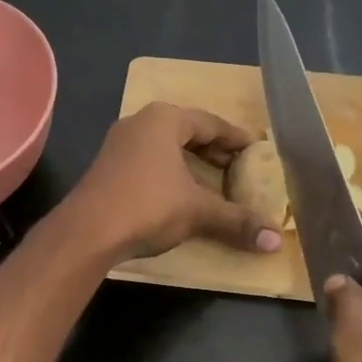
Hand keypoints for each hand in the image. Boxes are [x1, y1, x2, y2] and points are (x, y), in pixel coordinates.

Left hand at [64, 102, 284, 261]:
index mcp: (164, 119)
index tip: (255, 150)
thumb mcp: (198, 211)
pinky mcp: (107, 168)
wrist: (86, 232)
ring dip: (189, 162)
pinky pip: (148, 161)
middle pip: (186, 131)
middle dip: (213, 149)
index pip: (210, 123)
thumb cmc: (148, 206)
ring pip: (164, 147)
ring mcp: (119, 144)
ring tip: (212, 181)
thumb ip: (236, 220)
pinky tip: (179, 193)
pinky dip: (169, 172)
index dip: (235, 138)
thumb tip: (274, 241)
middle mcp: (140, 123)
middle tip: (237, 167)